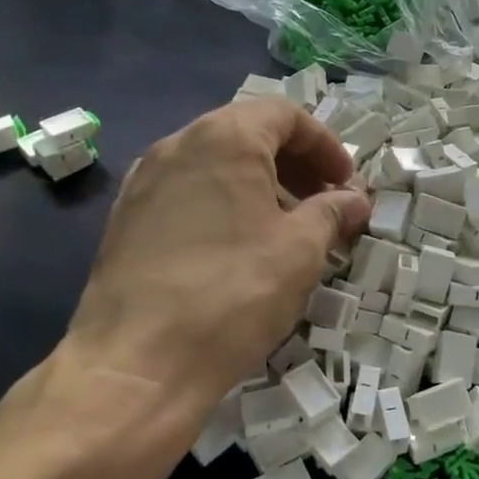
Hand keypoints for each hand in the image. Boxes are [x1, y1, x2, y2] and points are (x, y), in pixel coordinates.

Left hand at [64, 98, 369, 429]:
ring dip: (259, 184)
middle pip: (246, 134)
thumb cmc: (233, 293)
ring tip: (285, 227)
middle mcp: (177, 145)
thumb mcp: (300, 250)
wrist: (136, 364)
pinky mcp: (125, 219)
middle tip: (322, 202)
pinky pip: (186, 193)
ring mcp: (143, 182)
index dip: (324, 144)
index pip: (283, 114)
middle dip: (293, 163)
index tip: (345, 182)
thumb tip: (353, 199)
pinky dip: (222, 203)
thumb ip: (332, 212)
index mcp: (223, 138)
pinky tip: (237, 247)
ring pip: (214, 164)